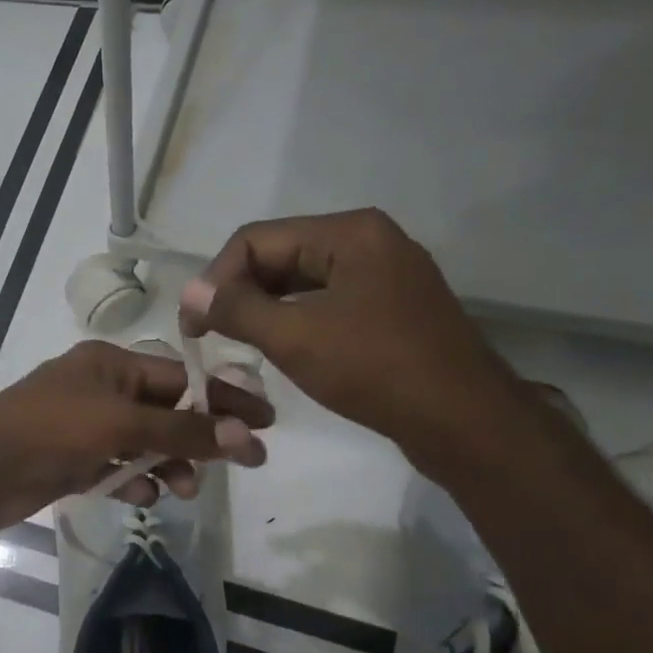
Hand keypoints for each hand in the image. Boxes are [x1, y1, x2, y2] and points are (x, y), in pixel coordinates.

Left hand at [0, 341, 273, 531]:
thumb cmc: (50, 431)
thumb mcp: (121, 424)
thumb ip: (182, 432)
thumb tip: (247, 435)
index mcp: (111, 364)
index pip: (181, 377)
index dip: (224, 399)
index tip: (267, 421)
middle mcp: (100, 390)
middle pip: (166, 412)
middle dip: (199, 439)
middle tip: (241, 465)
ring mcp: (84, 427)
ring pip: (143, 445)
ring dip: (167, 466)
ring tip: (181, 491)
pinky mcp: (72, 461)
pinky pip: (116, 469)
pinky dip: (132, 482)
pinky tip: (140, 498)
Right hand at [181, 209, 528, 472]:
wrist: (463, 420)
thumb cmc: (375, 370)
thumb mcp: (294, 337)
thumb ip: (235, 309)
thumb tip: (190, 293)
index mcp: (348, 233)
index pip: (255, 240)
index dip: (214, 279)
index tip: (191, 325)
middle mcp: (368, 240)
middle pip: (279, 254)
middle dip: (238, 292)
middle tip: (208, 335)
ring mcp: (383, 273)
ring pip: (300, 279)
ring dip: (262, 307)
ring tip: (235, 342)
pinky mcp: (389, 306)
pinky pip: (325, 300)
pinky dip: (292, 318)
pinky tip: (276, 345)